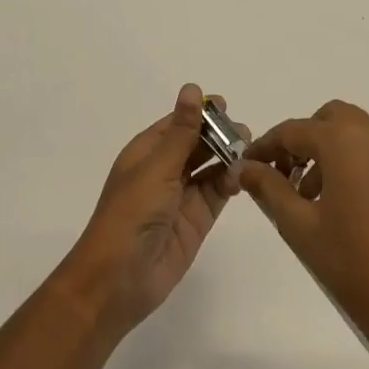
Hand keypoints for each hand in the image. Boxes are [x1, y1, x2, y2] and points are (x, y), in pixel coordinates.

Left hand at [56, 83, 235, 338]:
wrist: (118, 279)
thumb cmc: (131, 214)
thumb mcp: (158, 167)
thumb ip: (183, 131)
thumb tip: (193, 88)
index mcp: (147, 152)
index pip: (177, 123)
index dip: (200, 113)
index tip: (226, 104)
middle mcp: (164, 170)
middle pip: (196, 143)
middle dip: (219, 134)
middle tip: (244, 131)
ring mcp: (181, 196)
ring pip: (209, 167)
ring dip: (228, 157)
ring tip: (250, 149)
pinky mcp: (196, 220)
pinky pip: (217, 193)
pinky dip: (230, 182)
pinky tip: (242, 176)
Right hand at [236, 100, 368, 359]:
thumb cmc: (353, 265)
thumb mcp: (300, 227)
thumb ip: (269, 189)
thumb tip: (244, 167)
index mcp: (344, 141)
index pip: (293, 130)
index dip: (265, 145)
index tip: (246, 165)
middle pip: (330, 120)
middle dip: (303, 140)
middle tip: (284, 174)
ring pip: (355, 135)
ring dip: (328, 152)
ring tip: (310, 200)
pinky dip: (353, 165)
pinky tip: (343, 210)